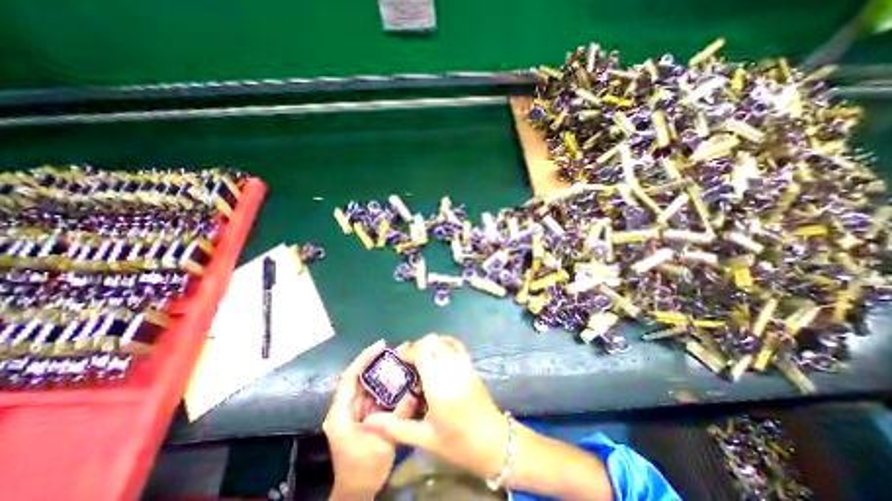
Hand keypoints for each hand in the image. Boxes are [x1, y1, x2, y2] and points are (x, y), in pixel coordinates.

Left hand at [324, 339, 417, 498]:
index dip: (364, 359)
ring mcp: (354, 409)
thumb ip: (398, 415)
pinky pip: (375, 393)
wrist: (357, 491)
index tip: (381, 345)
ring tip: (399, 360)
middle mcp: (345, 407)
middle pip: (359, 377)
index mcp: (341, 413)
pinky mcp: (364, 413)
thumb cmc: (364, 470)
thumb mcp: (382, 443)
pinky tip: (399, 378)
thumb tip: (414, 393)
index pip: (349, 378)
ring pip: (368, 383)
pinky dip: (386, 384)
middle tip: (395, 350)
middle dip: (375, 361)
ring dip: (382, 372)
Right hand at [362, 335, 504, 479]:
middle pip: (432, 340)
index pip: (422, 351)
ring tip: (421, 360)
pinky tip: (438, 355)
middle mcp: (452, 367)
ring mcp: (464, 364)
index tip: (398, 360)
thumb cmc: (458, 442)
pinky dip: (444, 343)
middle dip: (416, 346)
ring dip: (429, 344)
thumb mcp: (425, 438)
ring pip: (444, 340)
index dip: (408, 350)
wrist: (494, 442)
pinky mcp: (471, 365)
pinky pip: (456, 345)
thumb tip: (369, 421)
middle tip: (407, 362)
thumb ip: (396, 427)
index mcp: (439, 384)